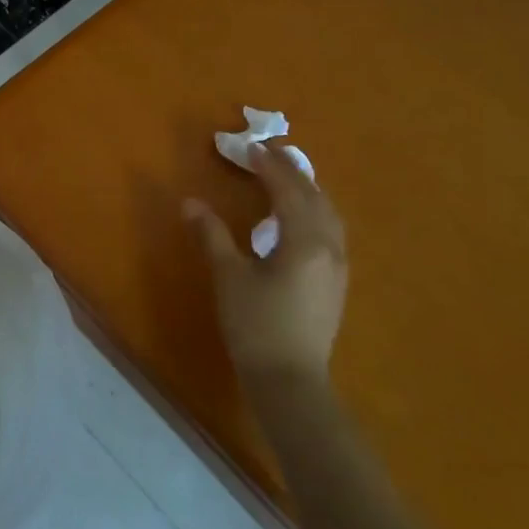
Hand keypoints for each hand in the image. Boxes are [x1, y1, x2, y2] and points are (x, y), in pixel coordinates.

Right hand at [185, 140, 347, 391]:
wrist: (289, 379)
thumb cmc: (256, 325)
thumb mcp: (229, 277)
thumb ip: (212, 235)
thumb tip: (191, 203)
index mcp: (305, 240)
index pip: (289, 190)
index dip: (268, 166)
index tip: (248, 148)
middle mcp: (330, 247)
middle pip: (315, 197)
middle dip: (291, 172)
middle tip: (266, 156)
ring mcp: (338, 266)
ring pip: (328, 214)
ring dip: (306, 191)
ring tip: (284, 179)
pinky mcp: (336, 283)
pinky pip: (330, 231)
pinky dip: (313, 212)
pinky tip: (298, 219)